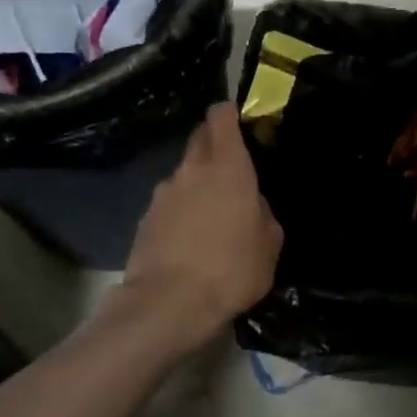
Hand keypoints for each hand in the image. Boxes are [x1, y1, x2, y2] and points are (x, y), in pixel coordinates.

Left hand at [119, 102, 282, 351]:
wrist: (170, 303)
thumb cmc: (232, 269)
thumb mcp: (270, 244)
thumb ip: (263, 213)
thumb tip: (251, 205)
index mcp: (228, 168)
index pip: (222, 118)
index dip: (230, 113)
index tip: (240, 118)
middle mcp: (192, 170)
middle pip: (200, 140)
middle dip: (214, 143)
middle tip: (232, 165)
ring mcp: (163, 193)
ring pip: (184, 174)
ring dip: (198, 183)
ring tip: (213, 214)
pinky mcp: (146, 219)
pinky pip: (170, 203)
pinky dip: (182, 211)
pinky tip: (191, 238)